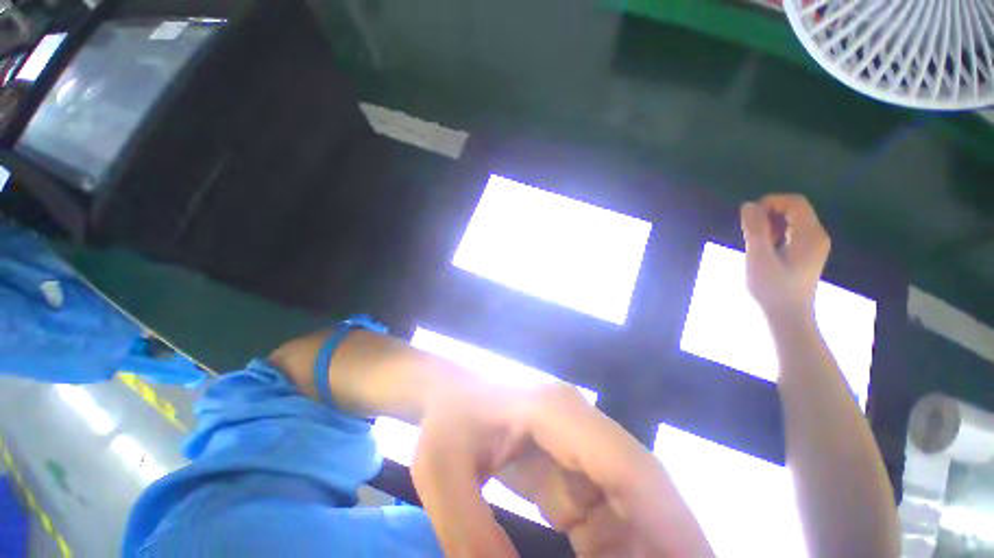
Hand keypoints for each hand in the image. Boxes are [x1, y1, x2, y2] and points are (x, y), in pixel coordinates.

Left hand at [412, 382, 712, 557]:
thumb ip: (472, 536)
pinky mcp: (567, 463)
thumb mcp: (442, 475)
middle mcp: (577, 422)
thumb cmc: (445, 420)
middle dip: (663, 541)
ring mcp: (575, 441)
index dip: (670, 522)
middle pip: (636, 484)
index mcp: (555, 411)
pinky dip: (609, 551)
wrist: (447, 394)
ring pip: (624, 501)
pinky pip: (600, 510)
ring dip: (635, 550)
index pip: (625, 465)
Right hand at [740, 194, 830, 319]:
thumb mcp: (758, 258)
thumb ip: (755, 230)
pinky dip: (776, 233)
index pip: (795, 203)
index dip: (771, 202)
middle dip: (769, 213)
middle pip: (795, 210)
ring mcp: (814, 246)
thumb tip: (748, 205)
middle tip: (750, 232)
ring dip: (771, 224)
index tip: (749, 216)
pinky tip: (765, 248)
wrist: (787, 317)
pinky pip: (792, 232)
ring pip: (793, 221)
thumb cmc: (772, 289)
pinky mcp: (807, 254)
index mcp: (810, 235)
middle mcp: (817, 236)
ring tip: (756, 242)